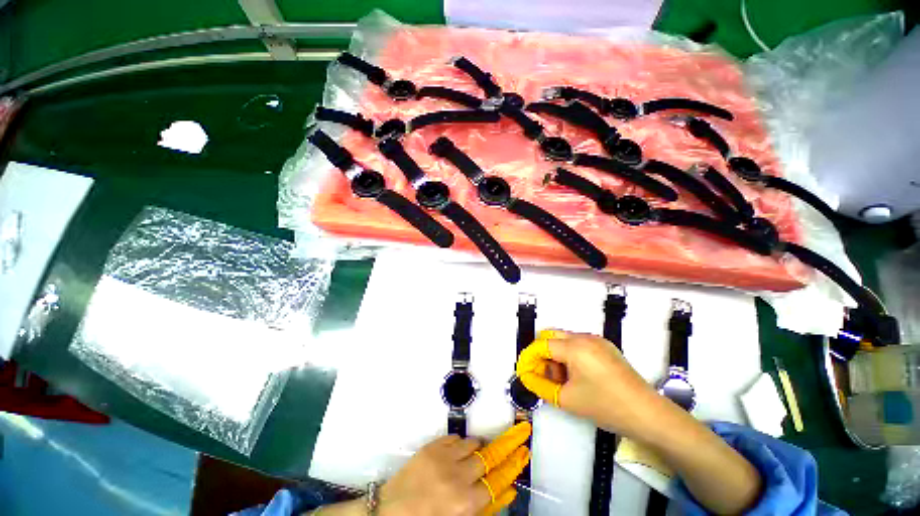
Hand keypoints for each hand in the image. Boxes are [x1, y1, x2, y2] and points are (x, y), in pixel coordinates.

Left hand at [379, 422, 531, 515]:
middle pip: (488, 457)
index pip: (498, 480)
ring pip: (472, 444)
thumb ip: (484, 508)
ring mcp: (443, 458)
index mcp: (465, 503)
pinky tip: (456, 453)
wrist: (390, 511)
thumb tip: (507, 491)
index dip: (513, 465)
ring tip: (474, 455)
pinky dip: (459, 443)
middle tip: (516, 434)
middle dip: (503, 447)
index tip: (523, 452)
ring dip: (477, 448)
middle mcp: (457, 477)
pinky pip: (455, 437)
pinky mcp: (432, 446)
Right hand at [516, 329, 660, 435]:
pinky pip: (579, 344)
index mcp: (574, 347)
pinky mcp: (606, 347)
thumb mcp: (567, 399)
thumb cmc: (605, 406)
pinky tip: (577, 376)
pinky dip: (570, 356)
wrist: (648, 414)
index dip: (529, 357)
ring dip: (556, 355)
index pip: (542, 345)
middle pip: (552, 337)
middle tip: (544, 375)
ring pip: (565, 340)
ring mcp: (597, 341)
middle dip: (542, 354)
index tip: (524, 371)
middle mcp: (584, 337)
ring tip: (562, 380)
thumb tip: (526, 377)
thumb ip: (540, 385)